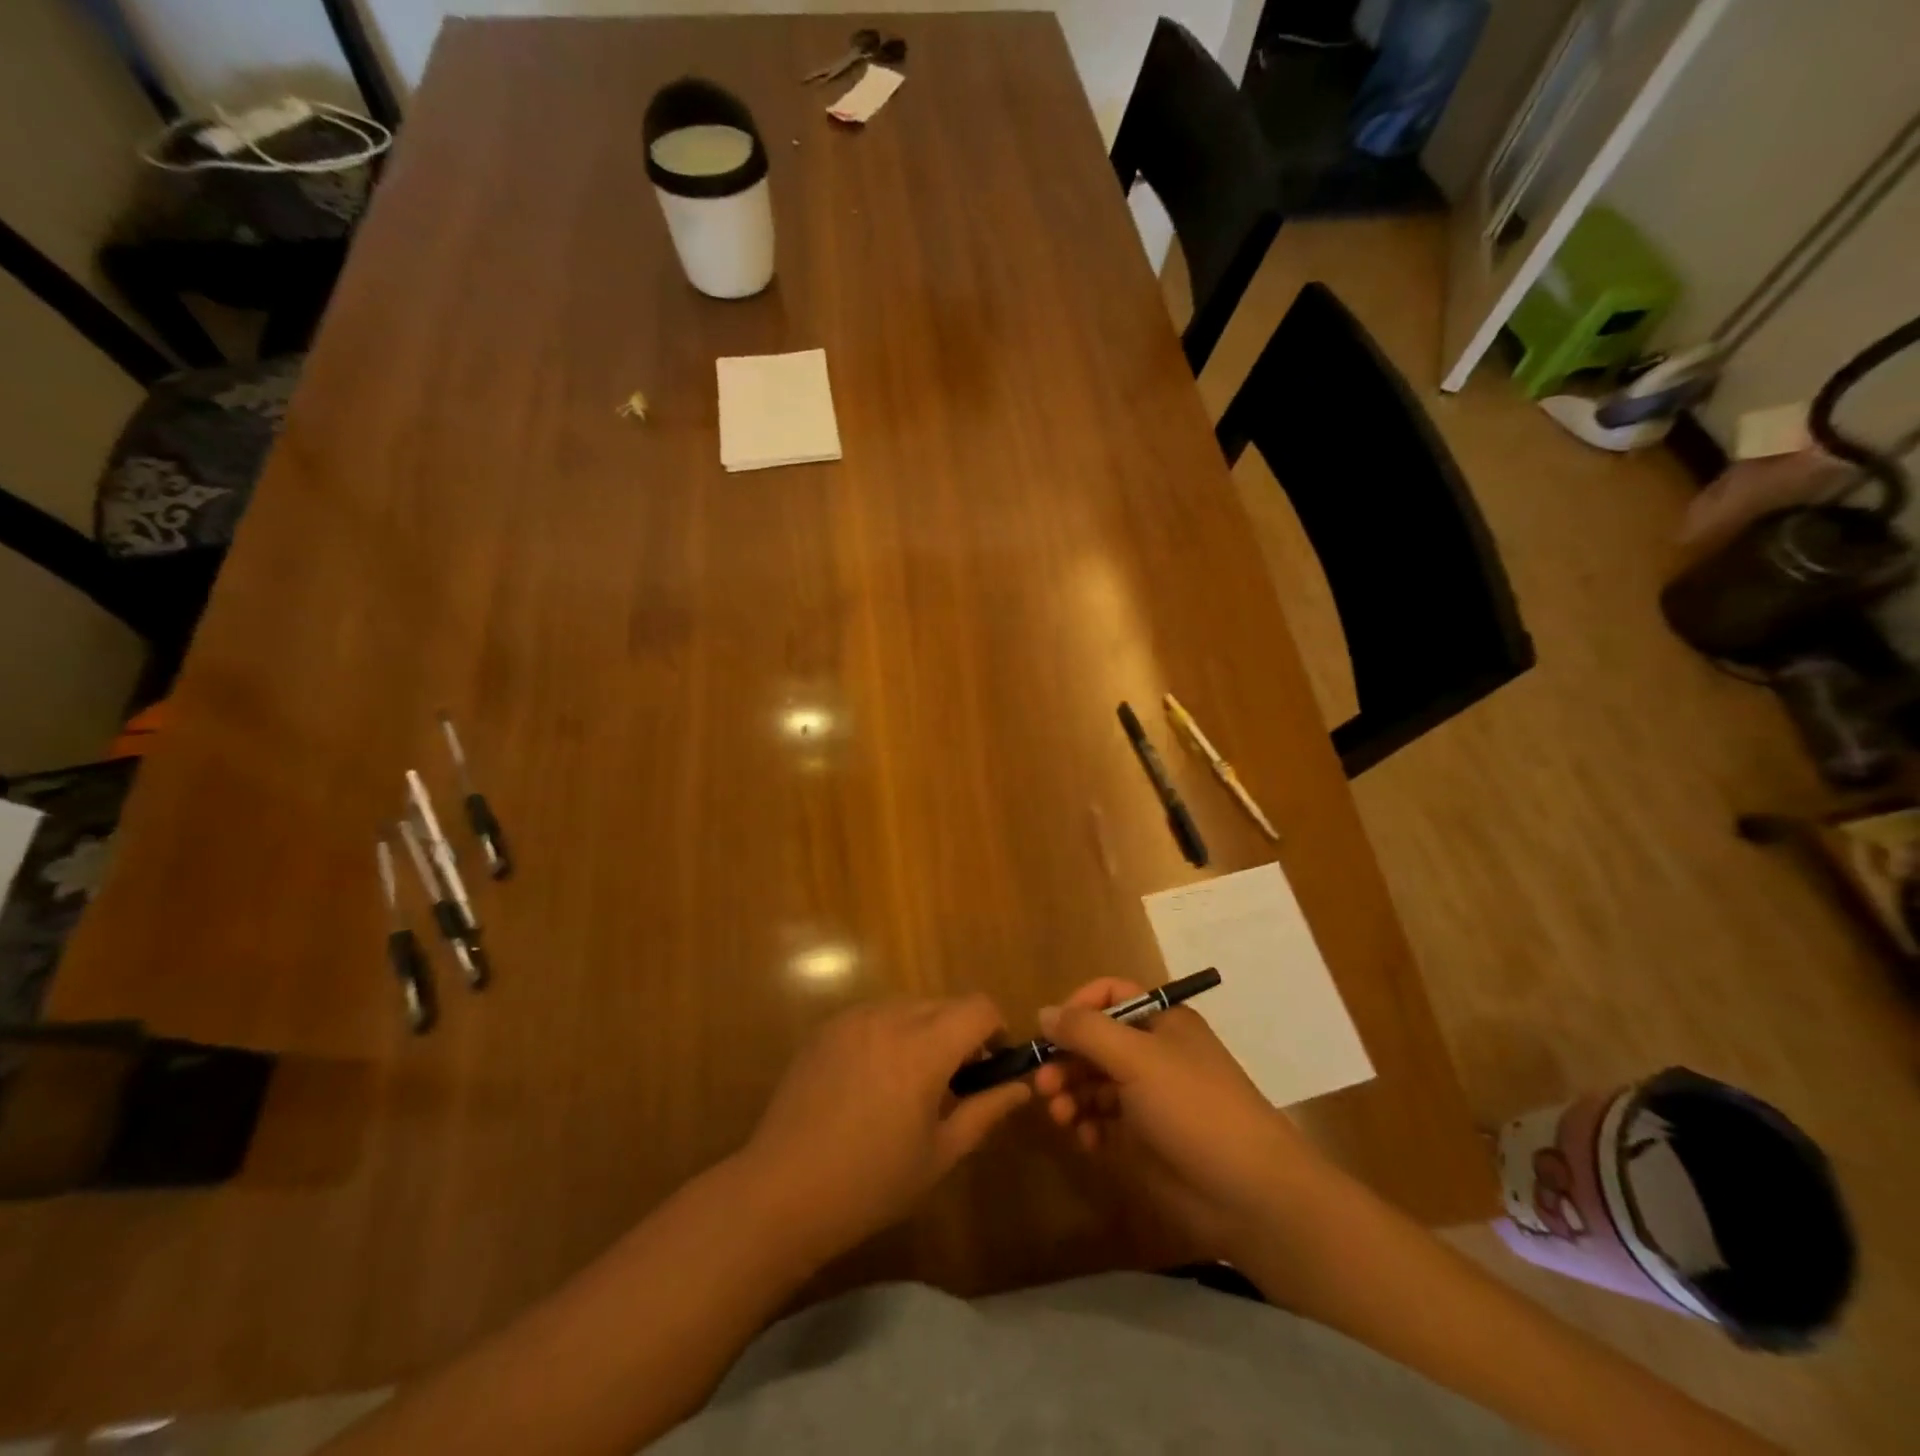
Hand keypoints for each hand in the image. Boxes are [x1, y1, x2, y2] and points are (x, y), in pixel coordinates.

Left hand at [742, 996, 1029, 1259]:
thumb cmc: (871, 1183)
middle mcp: (890, 1018)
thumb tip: (1021, 1087)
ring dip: (924, 1031)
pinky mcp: (826, 1027)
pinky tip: (871, 1081)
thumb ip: (986, 1111)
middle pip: (944, 1004)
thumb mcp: (940, 1154)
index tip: (990, 1066)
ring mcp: (853, 1018)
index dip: (995, 1030)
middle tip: (952, 1083)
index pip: (979, 1007)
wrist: (782, 1191)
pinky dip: (888, 1033)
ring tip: (909, 1082)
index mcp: (924, 1048)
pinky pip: (874, 1015)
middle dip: (960, 1033)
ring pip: (908, 1007)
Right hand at [1032, 979, 1329, 1259]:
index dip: (1077, 1007)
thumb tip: (1044, 1012)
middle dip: (1065, 1059)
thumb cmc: (1193, 1107)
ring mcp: (1148, 1096)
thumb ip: (1085, 1031)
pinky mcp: (1144, 1137)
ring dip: (1070, 1093)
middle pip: (1094, 1041)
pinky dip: (1087, 1125)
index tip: (1050, 1032)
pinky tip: (1085, 1140)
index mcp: (1160, 1021)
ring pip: (1093, 1081)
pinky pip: (1102, 1119)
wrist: (1249, 1192)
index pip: (1109, 996)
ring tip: (1060, 1116)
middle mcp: (1153, 1052)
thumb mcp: (1136, 1057)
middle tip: (1042, 1085)